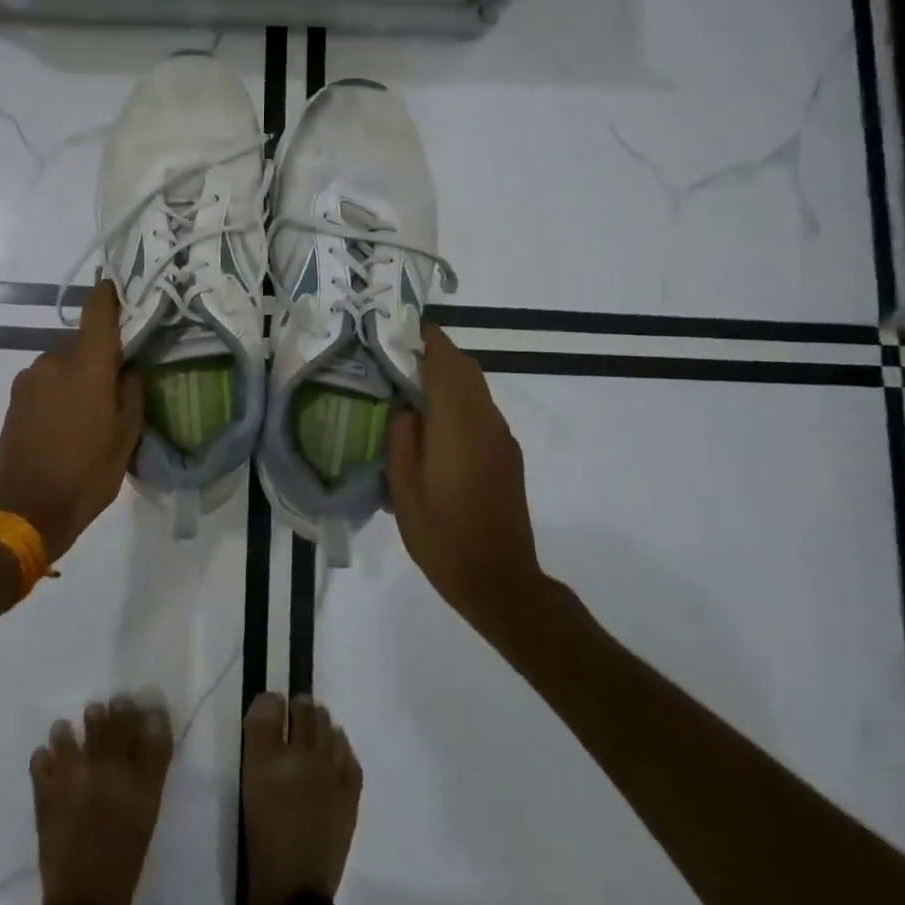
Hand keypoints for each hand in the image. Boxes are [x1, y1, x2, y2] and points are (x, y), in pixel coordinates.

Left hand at [0, 279, 143, 561]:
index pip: (97, 310)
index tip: (121, 290)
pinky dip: (58, 390)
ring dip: (77, 376)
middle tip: (116, 383)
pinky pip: (45, 381)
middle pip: (82, 341)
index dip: (109, 294)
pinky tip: (65, 422)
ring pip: (62, 363)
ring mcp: (29, 378)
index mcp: (86, 364)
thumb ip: (131, 392)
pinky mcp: (14, 398)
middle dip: (99, 355)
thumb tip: (128, 368)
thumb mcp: (126, 436)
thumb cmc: (86, 473)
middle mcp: (54, 360)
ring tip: (89, 411)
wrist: (25, 510)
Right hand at [386, 324, 545, 636]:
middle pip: (465, 369)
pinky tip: (432, 423)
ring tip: (409, 384)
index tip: (400, 325)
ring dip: (447, 377)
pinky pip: (479, 412)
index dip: (425, 337)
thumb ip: (402, 435)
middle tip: (397, 353)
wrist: (499, 580)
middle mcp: (487, 421)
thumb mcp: (404, 486)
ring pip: (475, 390)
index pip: (446, 361)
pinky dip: (457, 401)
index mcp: (459, 423)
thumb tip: (406, 407)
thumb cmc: (442, 534)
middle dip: (435, 353)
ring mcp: (501, 439)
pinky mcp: (506, 456)